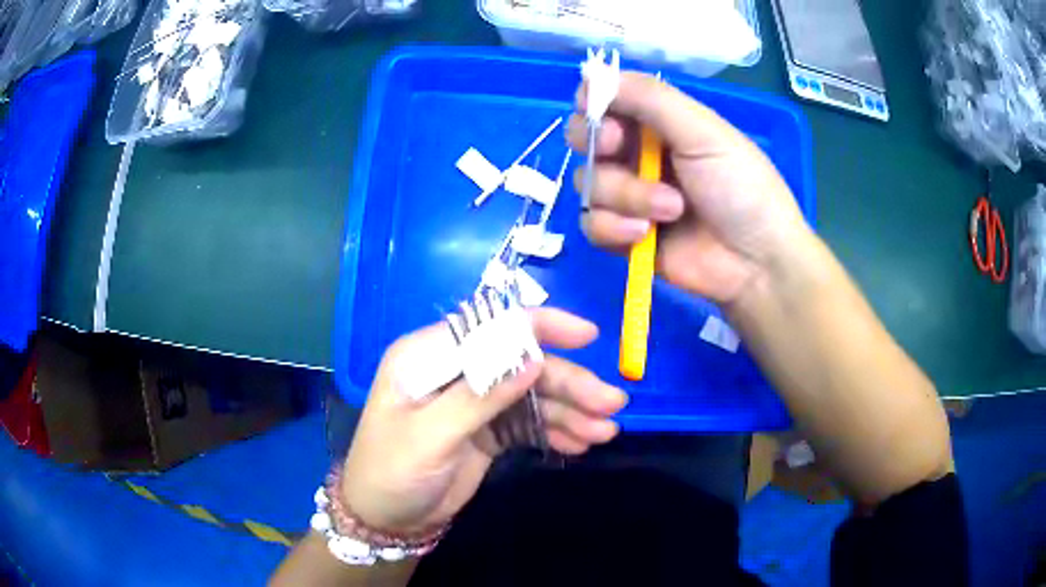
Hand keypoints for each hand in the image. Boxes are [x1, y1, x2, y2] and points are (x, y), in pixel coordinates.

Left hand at [340, 308, 627, 533]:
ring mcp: (474, 402)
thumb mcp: (429, 436)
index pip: (490, 327)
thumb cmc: (391, 471)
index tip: (587, 337)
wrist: (385, 519)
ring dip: (571, 411)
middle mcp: (456, 371)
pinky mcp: (487, 431)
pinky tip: (581, 444)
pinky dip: (556, 431)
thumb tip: (534, 360)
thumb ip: (479, 397)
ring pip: (532, 395)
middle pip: (522, 365)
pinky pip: (529, 423)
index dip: (540, 327)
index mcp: (429, 356)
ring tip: (605, 432)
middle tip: (612, 404)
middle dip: (569, 383)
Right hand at [567, 72, 812, 304]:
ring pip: (588, 183)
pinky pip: (590, 224)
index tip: (604, 115)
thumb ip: (651, 98)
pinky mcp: (622, 235)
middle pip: (584, 137)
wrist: (756, 264)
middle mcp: (638, 153)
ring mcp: (629, 195)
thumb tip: (591, 74)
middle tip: (620, 150)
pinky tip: (644, 236)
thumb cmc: (741, 188)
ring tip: (671, 210)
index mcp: (659, 123)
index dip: (593, 105)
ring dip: (626, 195)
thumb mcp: (703, 132)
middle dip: (598, 146)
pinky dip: (613, 228)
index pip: (604, 100)